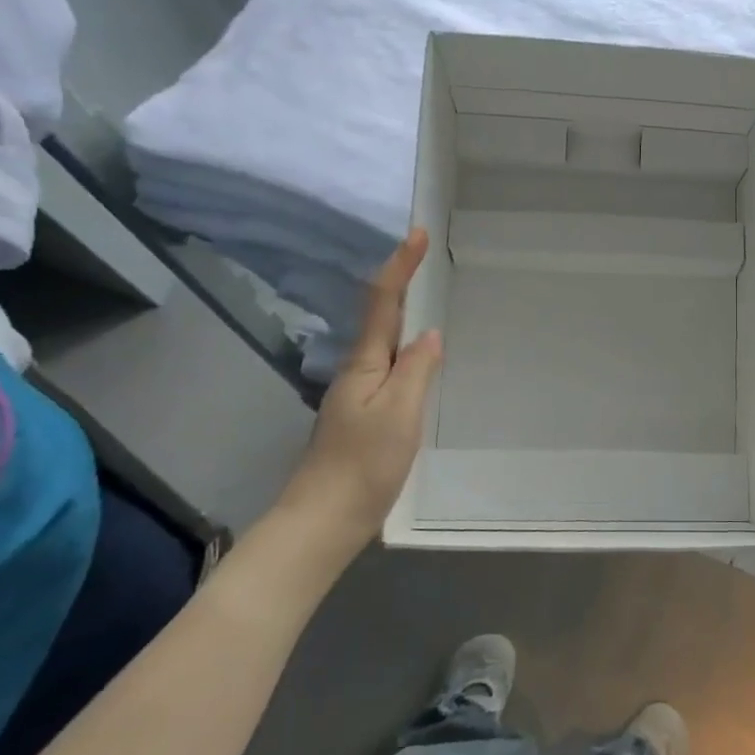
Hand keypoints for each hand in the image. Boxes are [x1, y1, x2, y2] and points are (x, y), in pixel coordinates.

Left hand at [279, 230, 442, 548]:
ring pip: (382, 343)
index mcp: (365, 364)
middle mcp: (357, 372)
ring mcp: (357, 395)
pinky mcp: (362, 416)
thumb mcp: (400, 414)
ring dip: (401, 313)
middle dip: (399, 282)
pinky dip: (404, 349)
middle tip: (425, 256)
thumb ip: (416, 369)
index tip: (416, 233)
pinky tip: (418, 360)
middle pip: (378, 316)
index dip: (399, 266)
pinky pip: (387, 368)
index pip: (382, 303)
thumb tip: (430, 333)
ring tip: (427, 296)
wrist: (323, 521)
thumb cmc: (363, 465)